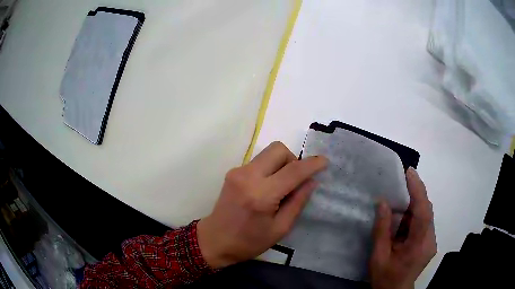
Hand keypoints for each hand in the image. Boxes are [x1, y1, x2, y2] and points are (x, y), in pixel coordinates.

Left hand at [197, 142, 327, 267]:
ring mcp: (238, 171)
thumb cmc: (248, 242)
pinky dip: (269, 168)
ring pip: (268, 153)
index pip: (293, 171)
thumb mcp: (280, 229)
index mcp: (261, 195)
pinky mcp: (233, 172)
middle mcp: (248, 177)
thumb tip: (311, 181)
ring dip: (281, 163)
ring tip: (281, 186)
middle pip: (278, 149)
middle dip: (293, 159)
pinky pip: (259, 161)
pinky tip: (267, 187)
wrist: (215, 240)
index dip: (312, 164)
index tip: (324, 161)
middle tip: (295, 180)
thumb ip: (297, 202)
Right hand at [370, 168, 436, 288]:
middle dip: (415, 194)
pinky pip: (424, 222)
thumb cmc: (385, 278)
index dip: (418, 190)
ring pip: (426, 215)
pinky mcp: (428, 242)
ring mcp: (431, 241)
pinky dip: (414, 215)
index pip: (423, 212)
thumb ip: (381, 230)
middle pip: (426, 211)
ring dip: (414, 204)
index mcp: (419, 246)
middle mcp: (430, 240)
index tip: (410, 172)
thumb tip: (383, 203)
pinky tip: (403, 216)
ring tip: (400, 196)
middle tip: (402, 180)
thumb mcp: (378, 257)